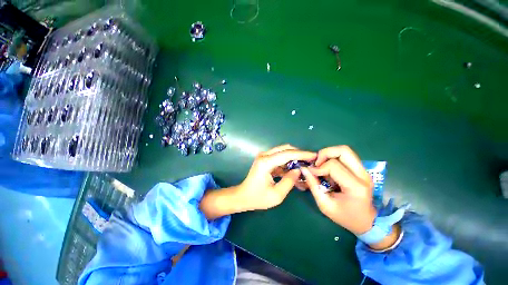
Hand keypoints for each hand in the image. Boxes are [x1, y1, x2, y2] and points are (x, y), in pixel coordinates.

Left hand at [200, 144, 315, 219]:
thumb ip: (289, 181)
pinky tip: (294, 170)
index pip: (287, 154)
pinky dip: (288, 162)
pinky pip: (279, 158)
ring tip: (304, 166)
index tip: (314, 156)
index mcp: (266, 162)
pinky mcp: (265, 160)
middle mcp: (264, 155)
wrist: (243, 196)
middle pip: (285, 149)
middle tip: (310, 161)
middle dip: (299, 154)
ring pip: (283, 152)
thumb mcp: (277, 194)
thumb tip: (299, 170)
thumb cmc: (258, 198)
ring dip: (294, 158)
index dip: (302, 154)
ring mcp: (264, 157)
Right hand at [301, 146, 376, 234]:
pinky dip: (333, 157)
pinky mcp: (361, 169)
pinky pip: (345, 156)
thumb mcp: (325, 205)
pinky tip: (328, 168)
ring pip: (345, 150)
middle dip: (325, 153)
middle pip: (343, 150)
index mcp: (355, 187)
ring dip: (329, 154)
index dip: (318, 167)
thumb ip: (313, 185)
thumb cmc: (345, 217)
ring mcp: (364, 171)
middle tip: (317, 163)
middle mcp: (363, 175)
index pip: (333, 166)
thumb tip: (304, 169)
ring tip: (321, 164)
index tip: (310, 173)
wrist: (367, 222)